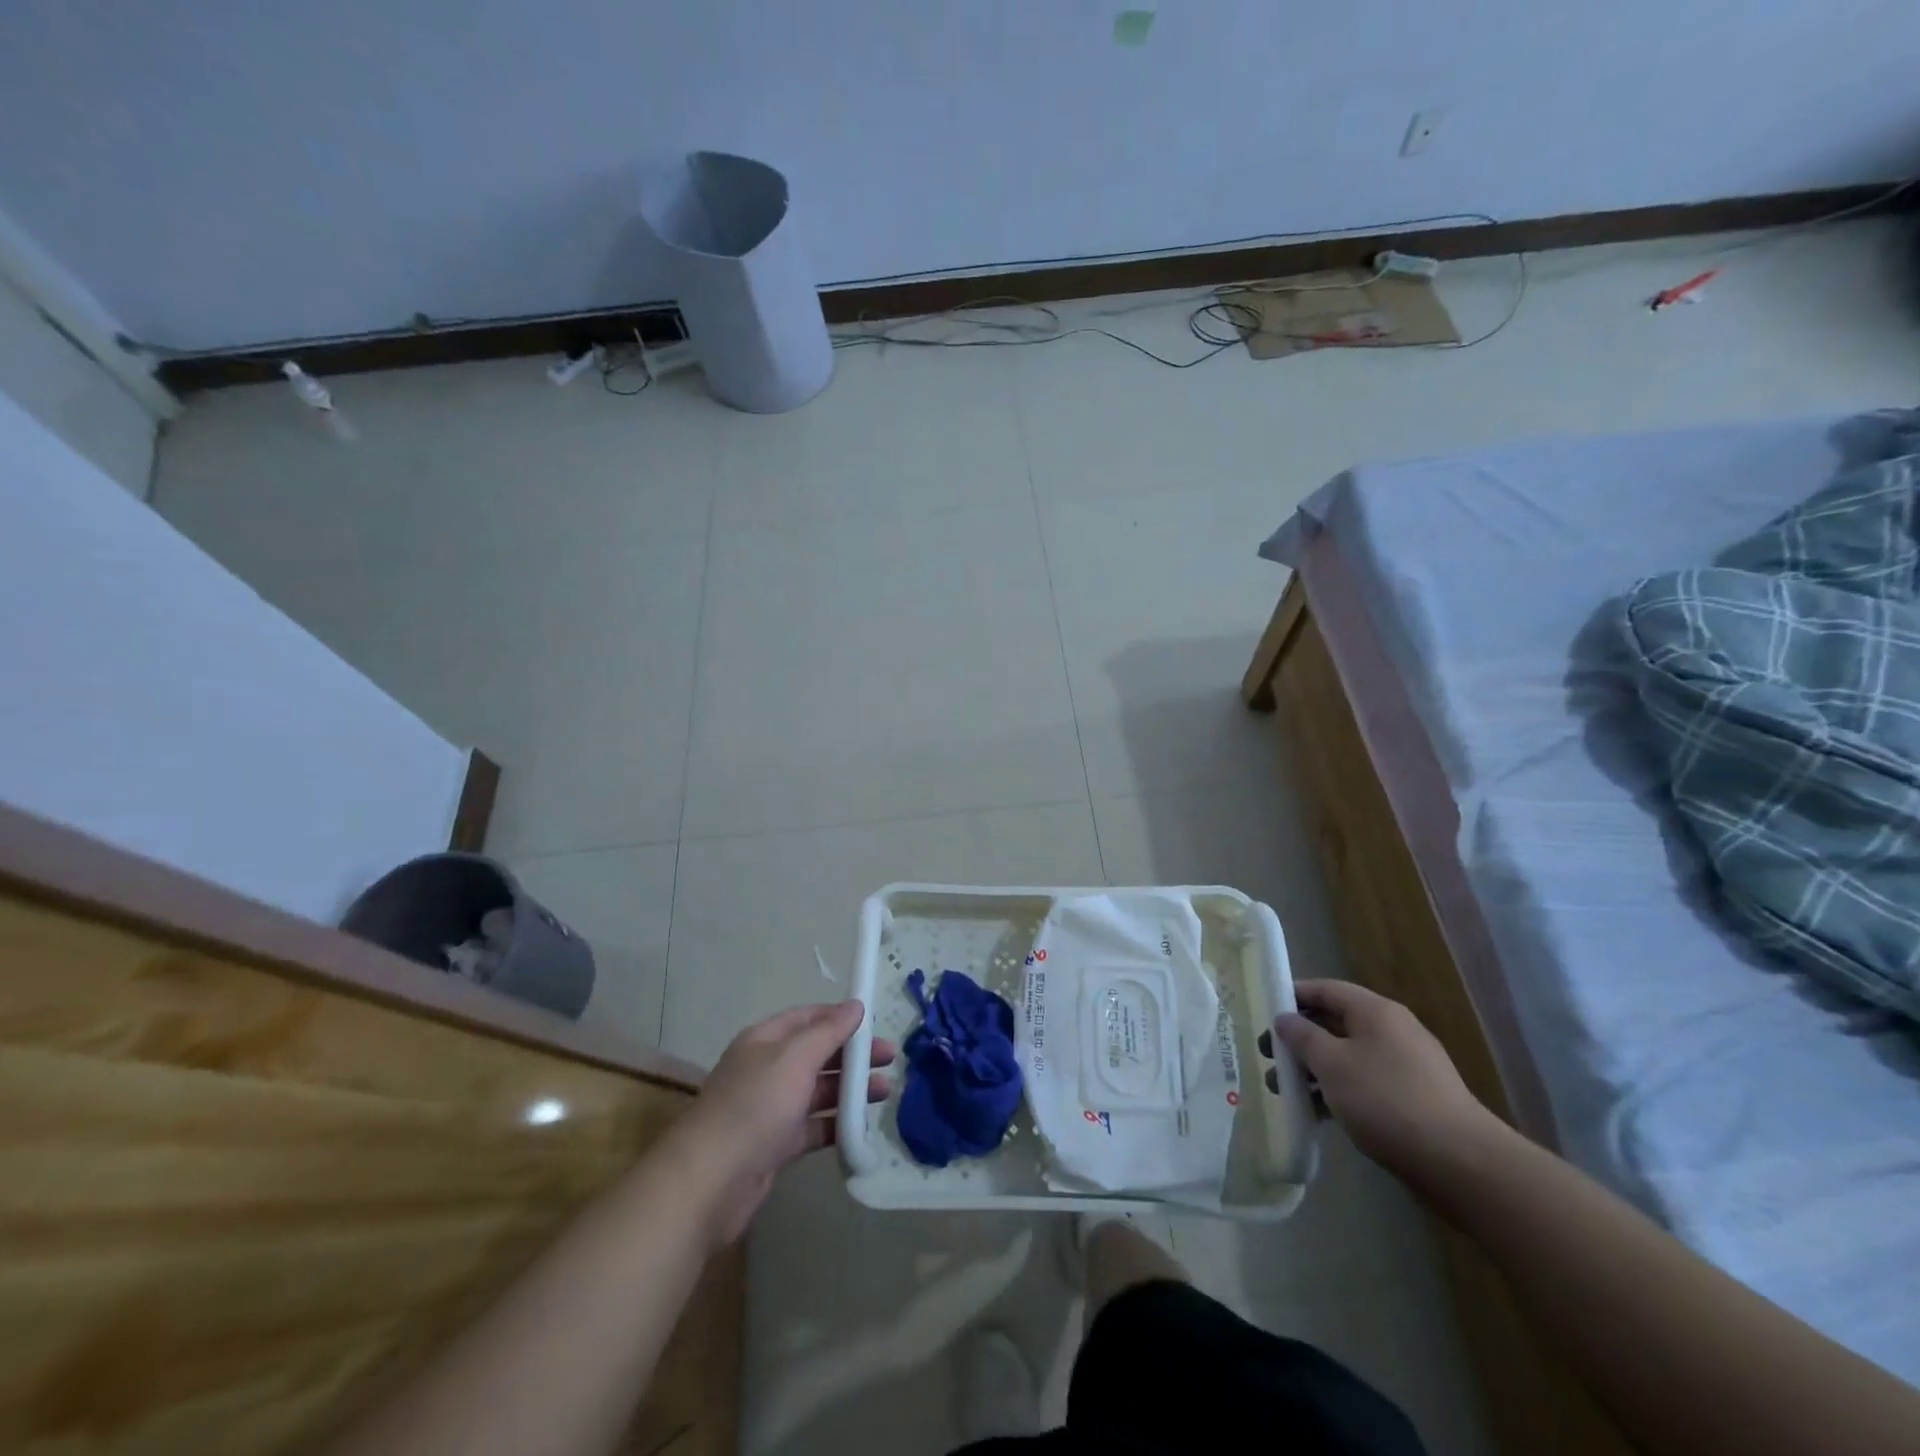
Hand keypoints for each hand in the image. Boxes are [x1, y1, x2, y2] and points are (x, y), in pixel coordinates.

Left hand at [672, 1000, 896, 1247]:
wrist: (709, 1182)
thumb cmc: (754, 1106)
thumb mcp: (795, 1058)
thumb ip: (828, 1031)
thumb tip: (855, 1005)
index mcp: (765, 1041)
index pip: (808, 1018)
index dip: (840, 1017)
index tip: (874, 1022)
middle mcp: (768, 1070)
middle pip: (817, 1054)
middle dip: (853, 1055)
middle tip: (890, 1059)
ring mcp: (771, 1109)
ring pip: (818, 1091)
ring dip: (851, 1090)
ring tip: (885, 1091)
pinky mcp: (775, 1146)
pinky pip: (814, 1128)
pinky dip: (837, 1126)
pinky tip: (863, 1128)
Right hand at [1268, 979, 1496, 1176]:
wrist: (1461, 1164)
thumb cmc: (1387, 1100)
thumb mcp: (1332, 1064)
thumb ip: (1302, 1036)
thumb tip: (1285, 1019)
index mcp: (1376, 1012)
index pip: (1326, 989)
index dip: (1293, 995)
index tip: (1264, 1012)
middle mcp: (1393, 1032)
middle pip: (1336, 1023)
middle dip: (1300, 1038)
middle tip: (1269, 1056)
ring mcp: (1406, 1068)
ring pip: (1348, 1057)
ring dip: (1315, 1070)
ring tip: (1285, 1090)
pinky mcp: (1413, 1101)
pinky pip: (1364, 1084)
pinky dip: (1337, 1092)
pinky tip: (1317, 1113)